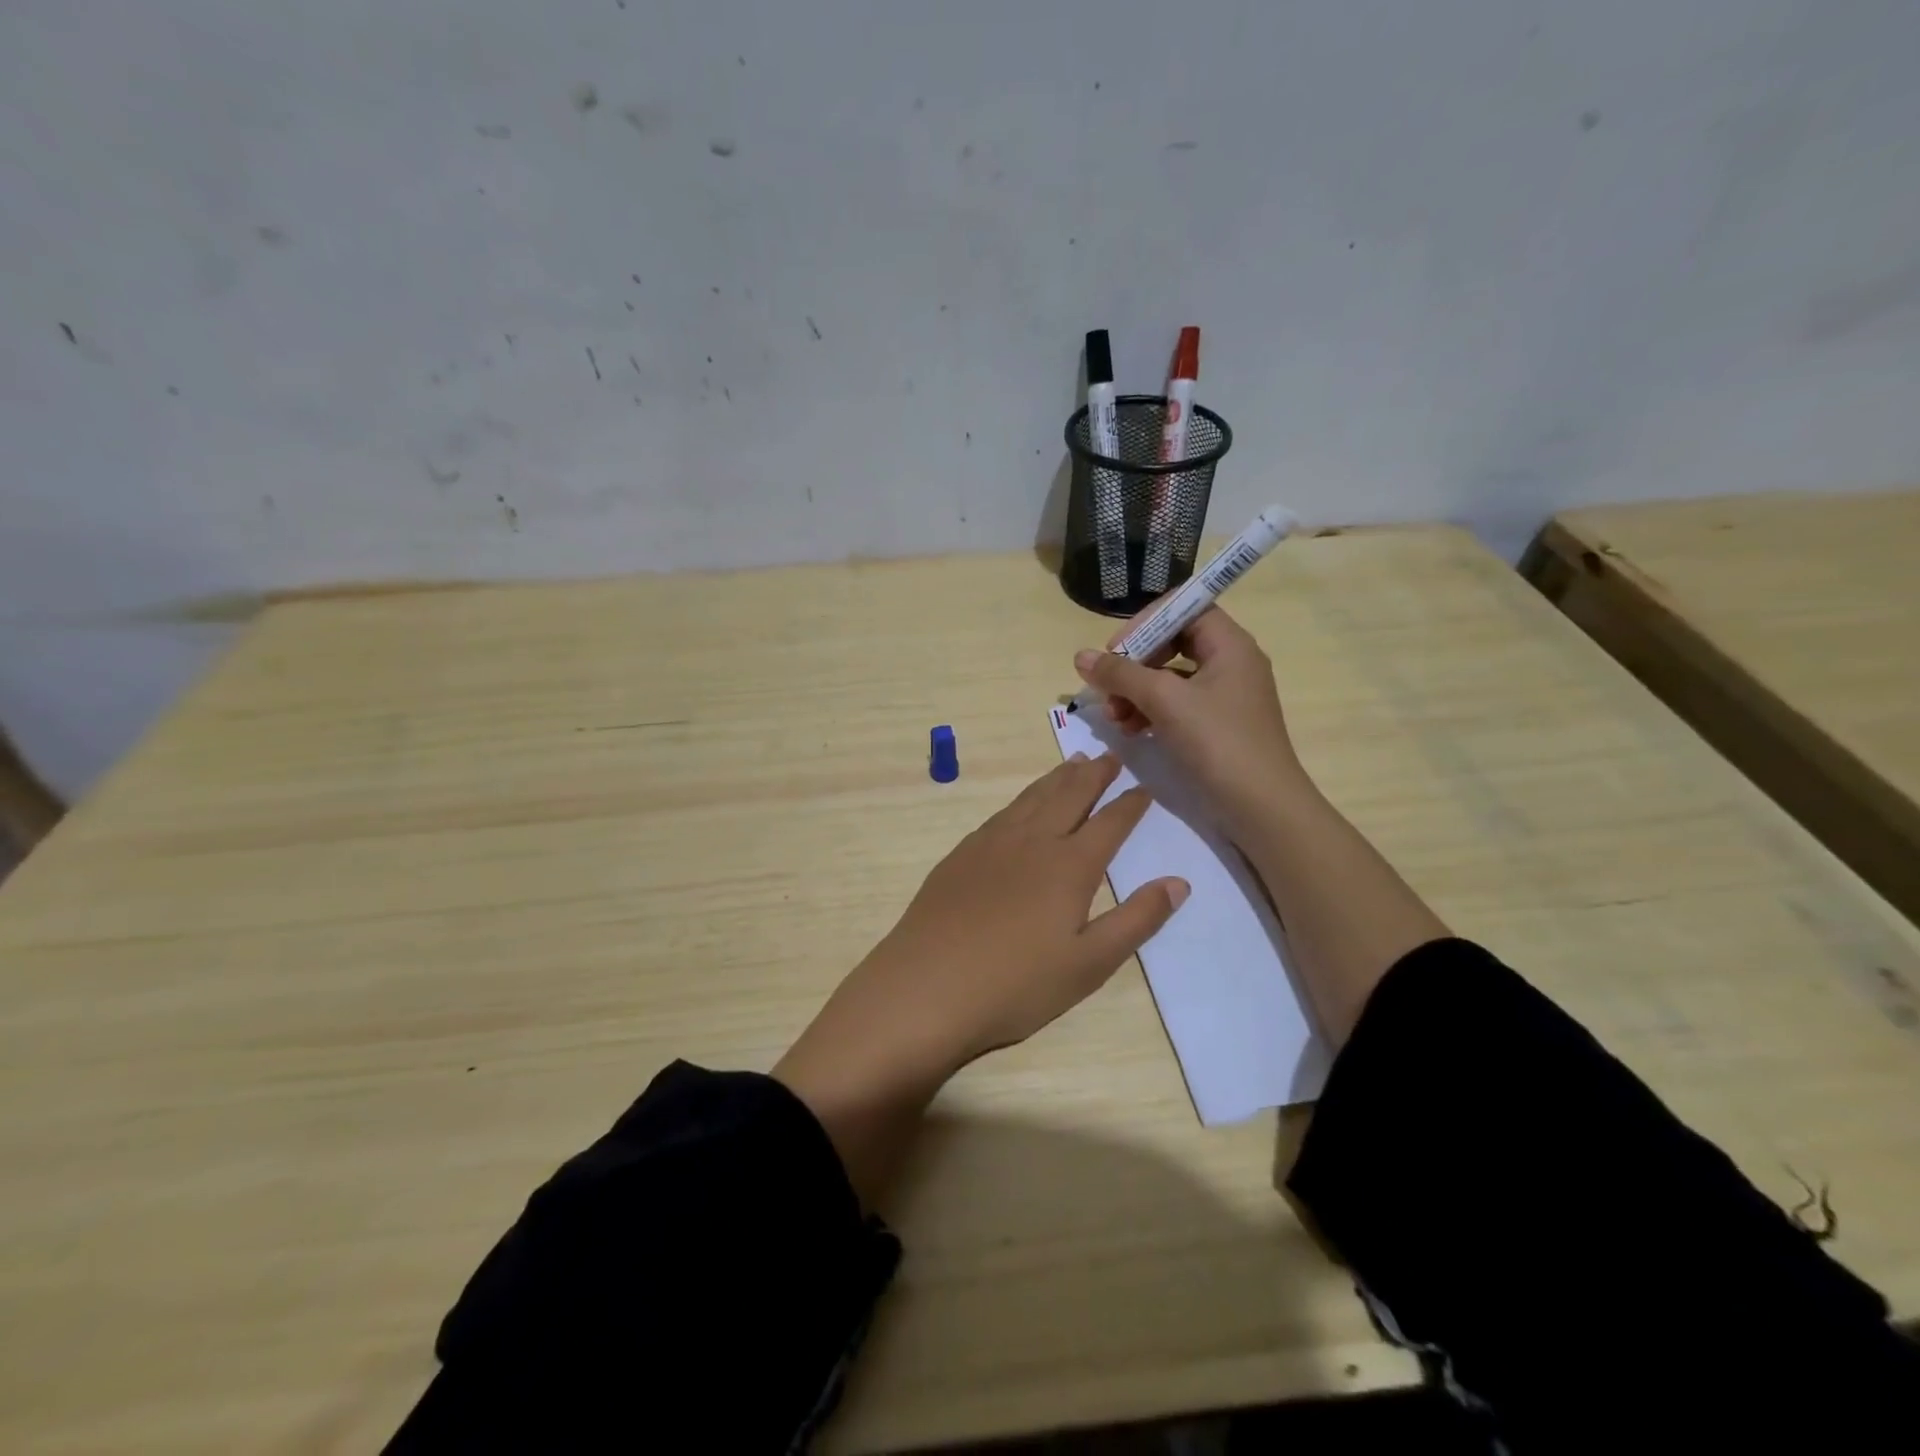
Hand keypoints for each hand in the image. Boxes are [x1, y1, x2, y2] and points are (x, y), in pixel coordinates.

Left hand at [774, 755, 1187, 1177]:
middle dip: (1093, 775)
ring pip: (1032, 799)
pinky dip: (1022, 799)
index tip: (1144, 787)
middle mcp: (1032, 842)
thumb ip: (1137, 920)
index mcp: (1069, 867)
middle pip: (1069, 797)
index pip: (1109, 824)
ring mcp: (991, 844)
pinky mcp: (961, 855)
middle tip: (1109, 756)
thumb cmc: (1016, 985)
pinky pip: (1001, 813)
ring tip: (1072, 763)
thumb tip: (1179, 882)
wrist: (927, 987)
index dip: (1130, 805)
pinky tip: (1021, 804)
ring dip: (1056, 779)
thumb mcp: (1089, 964)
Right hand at [1073, 605, 1303, 834]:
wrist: (1262, 808)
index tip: (1116, 651)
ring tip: (1115, 718)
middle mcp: (1230, 662)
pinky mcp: (1217, 724)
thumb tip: (1081, 656)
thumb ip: (1121, 674)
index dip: (1145, 623)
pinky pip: (1177, 704)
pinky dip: (1151, 711)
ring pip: (1170, 676)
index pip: (1183, 608)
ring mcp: (1225, 695)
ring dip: (1137, 691)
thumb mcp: (1165, 701)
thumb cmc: (1218, 743)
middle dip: (1134, 664)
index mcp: (1229, 644)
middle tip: (1108, 689)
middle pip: (1172, 642)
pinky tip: (1132, 731)